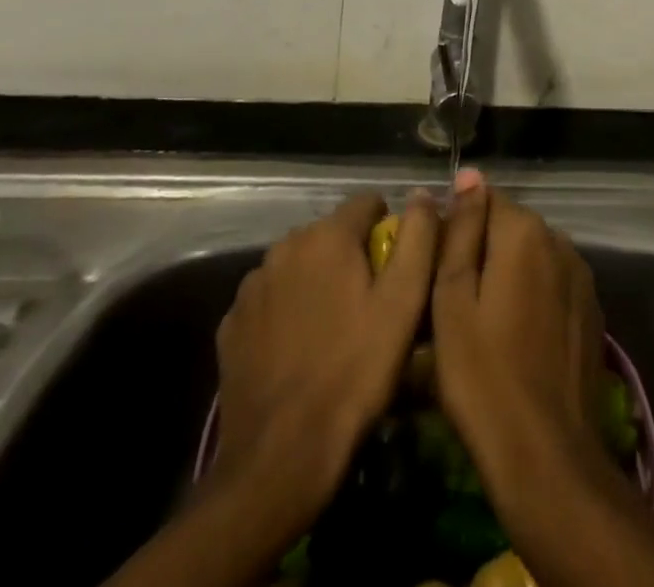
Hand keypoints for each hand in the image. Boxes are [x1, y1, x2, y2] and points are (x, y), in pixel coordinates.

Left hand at [210, 192, 437, 503]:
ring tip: (336, 330)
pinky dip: (287, 312)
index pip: (368, 203)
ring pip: (300, 266)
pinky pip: (271, 300)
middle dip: (353, 257)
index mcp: (328, 236)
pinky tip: (300, 351)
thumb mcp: (404, 302)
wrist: (280, 458)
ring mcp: (252, 286)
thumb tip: (422, 195)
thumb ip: (418, 237)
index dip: (389, 229)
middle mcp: (285, 247)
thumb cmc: (355, 373)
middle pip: (332, 234)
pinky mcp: (231, 325)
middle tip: (371, 305)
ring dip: (319, 282)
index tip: (398, 268)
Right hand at [430, 176, 611, 500]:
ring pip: (533, 257)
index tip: (438, 267)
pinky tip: (516, 339)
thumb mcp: (452, 299)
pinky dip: (533, 298)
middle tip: (454, 302)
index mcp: (525, 232)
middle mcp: (560, 241)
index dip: (457, 228)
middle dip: (483, 250)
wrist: (546, 455)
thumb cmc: (482, 376)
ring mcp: (581, 276)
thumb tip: (469, 175)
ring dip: (509, 274)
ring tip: (483, 324)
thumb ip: (461, 230)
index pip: (485, 200)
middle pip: (511, 227)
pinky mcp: (591, 310)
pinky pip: (553, 285)